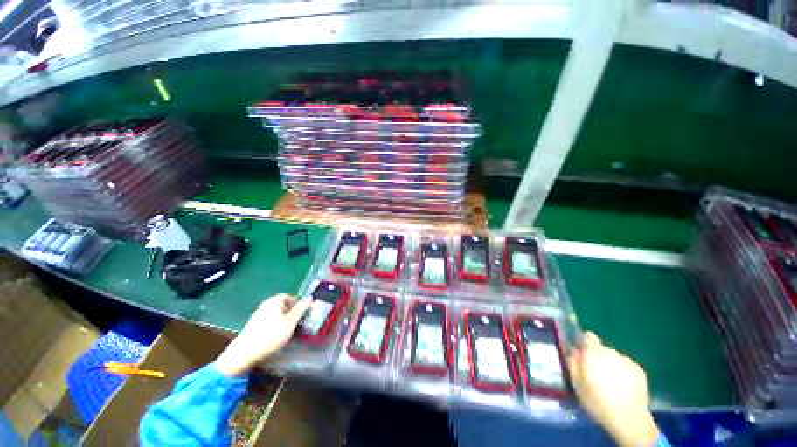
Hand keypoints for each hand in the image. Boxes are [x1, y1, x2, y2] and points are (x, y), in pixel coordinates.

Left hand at [215, 294, 310, 376]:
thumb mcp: (290, 323)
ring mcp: (257, 315)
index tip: (303, 313)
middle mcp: (265, 304)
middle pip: (281, 305)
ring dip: (282, 319)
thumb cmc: (270, 336)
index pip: (288, 296)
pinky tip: (276, 336)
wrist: (243, 355)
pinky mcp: (252, 326)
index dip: (297, 303)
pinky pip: (268, 321)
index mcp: (274, 301)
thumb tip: (310, 298)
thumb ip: (300, 310)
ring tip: (288, 330)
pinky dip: (274, 325)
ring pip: (274, 313)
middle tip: (297, 322)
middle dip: (290, 311)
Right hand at [568, 332, 659, 446]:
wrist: (628, 418)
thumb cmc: (597, 400)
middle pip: (602, 350)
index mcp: (594, 352)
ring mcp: (628, 361)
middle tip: (596, 375)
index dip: (584, 342)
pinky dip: (624, 374)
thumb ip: (573, 363)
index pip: (588, 336)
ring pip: (615, 359)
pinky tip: (623, 389)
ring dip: (612, 366)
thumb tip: (574, 352)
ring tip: (611, 384)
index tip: (582, 353)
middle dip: (598, 358)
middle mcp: (611, 352)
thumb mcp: (576, 382)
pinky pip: (627, 367)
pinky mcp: (640, 371)